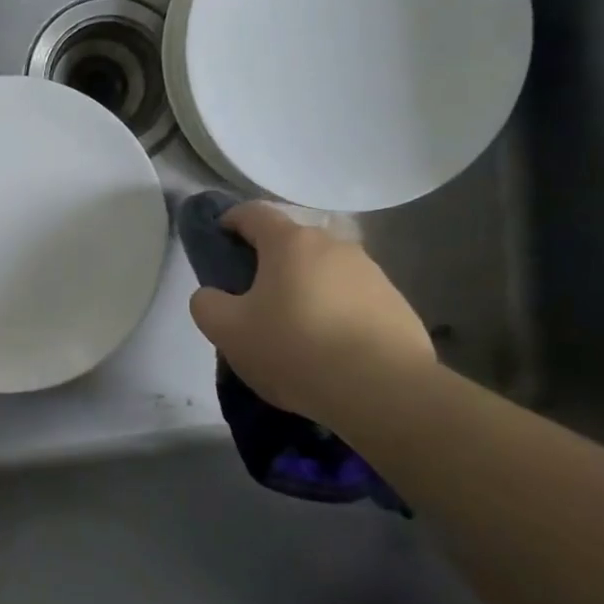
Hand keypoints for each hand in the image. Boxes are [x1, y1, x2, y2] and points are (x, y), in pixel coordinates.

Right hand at [188, 203, 434, 420]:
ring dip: (306, 290)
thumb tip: (213, 295)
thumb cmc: (295, 349)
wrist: (383, 390)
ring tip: (295, 332)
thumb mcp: (227, 331)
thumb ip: (207, 304)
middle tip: (253, 301)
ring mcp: (372, 273)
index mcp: (290, 243)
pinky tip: (330, 350)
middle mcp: (334, 246)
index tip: (219, 240)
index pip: (253, 213)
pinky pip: (353, 300)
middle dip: (269, 264)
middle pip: (291, 244)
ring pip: (324, 272)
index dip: (230, 220)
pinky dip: (336, 314)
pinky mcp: (397, 304)